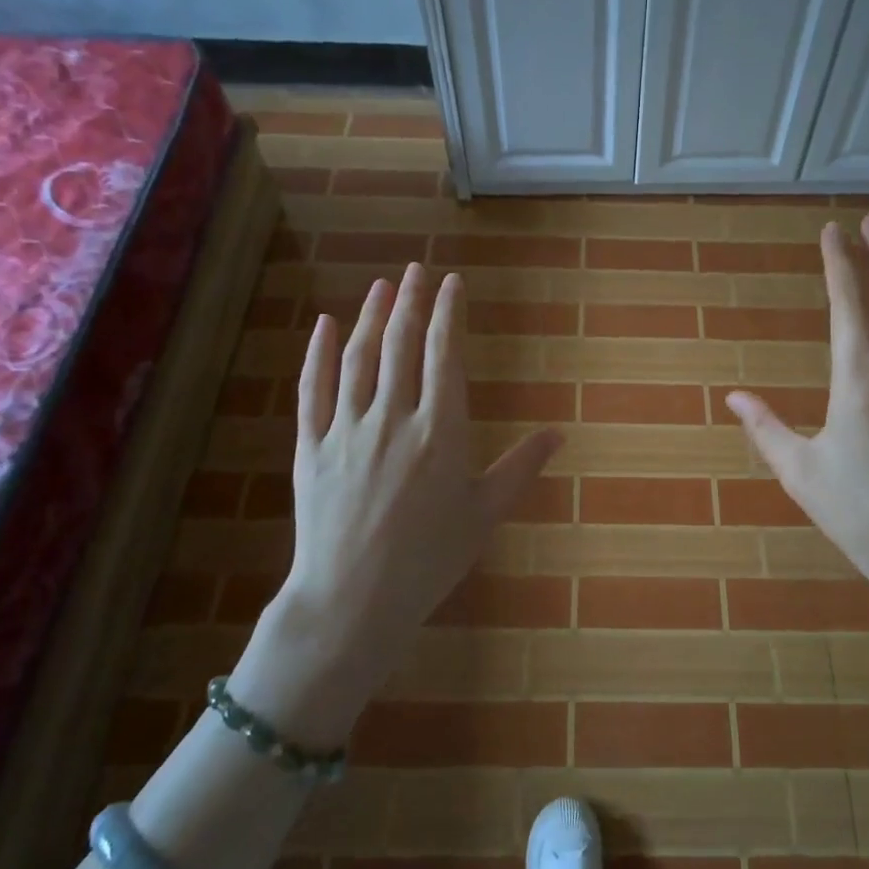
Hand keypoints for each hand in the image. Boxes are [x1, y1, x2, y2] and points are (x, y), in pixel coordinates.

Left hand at [228, 263, 560, 744]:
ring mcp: (347, 430)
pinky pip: (313, 389)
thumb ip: (520, 468)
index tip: (452, 282)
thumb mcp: (484, 515)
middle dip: (410, 302)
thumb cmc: (429, 560)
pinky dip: (318, 353)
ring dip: (369, 317)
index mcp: (440, 431)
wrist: (353, 600)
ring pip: (358, 358)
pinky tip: (324, 325)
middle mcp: (393, 418)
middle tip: (416, 269)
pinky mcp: (311, 447)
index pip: (443, 355)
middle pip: (400, 345)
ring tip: (380, 286)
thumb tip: (557, 433)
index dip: (448, 314)